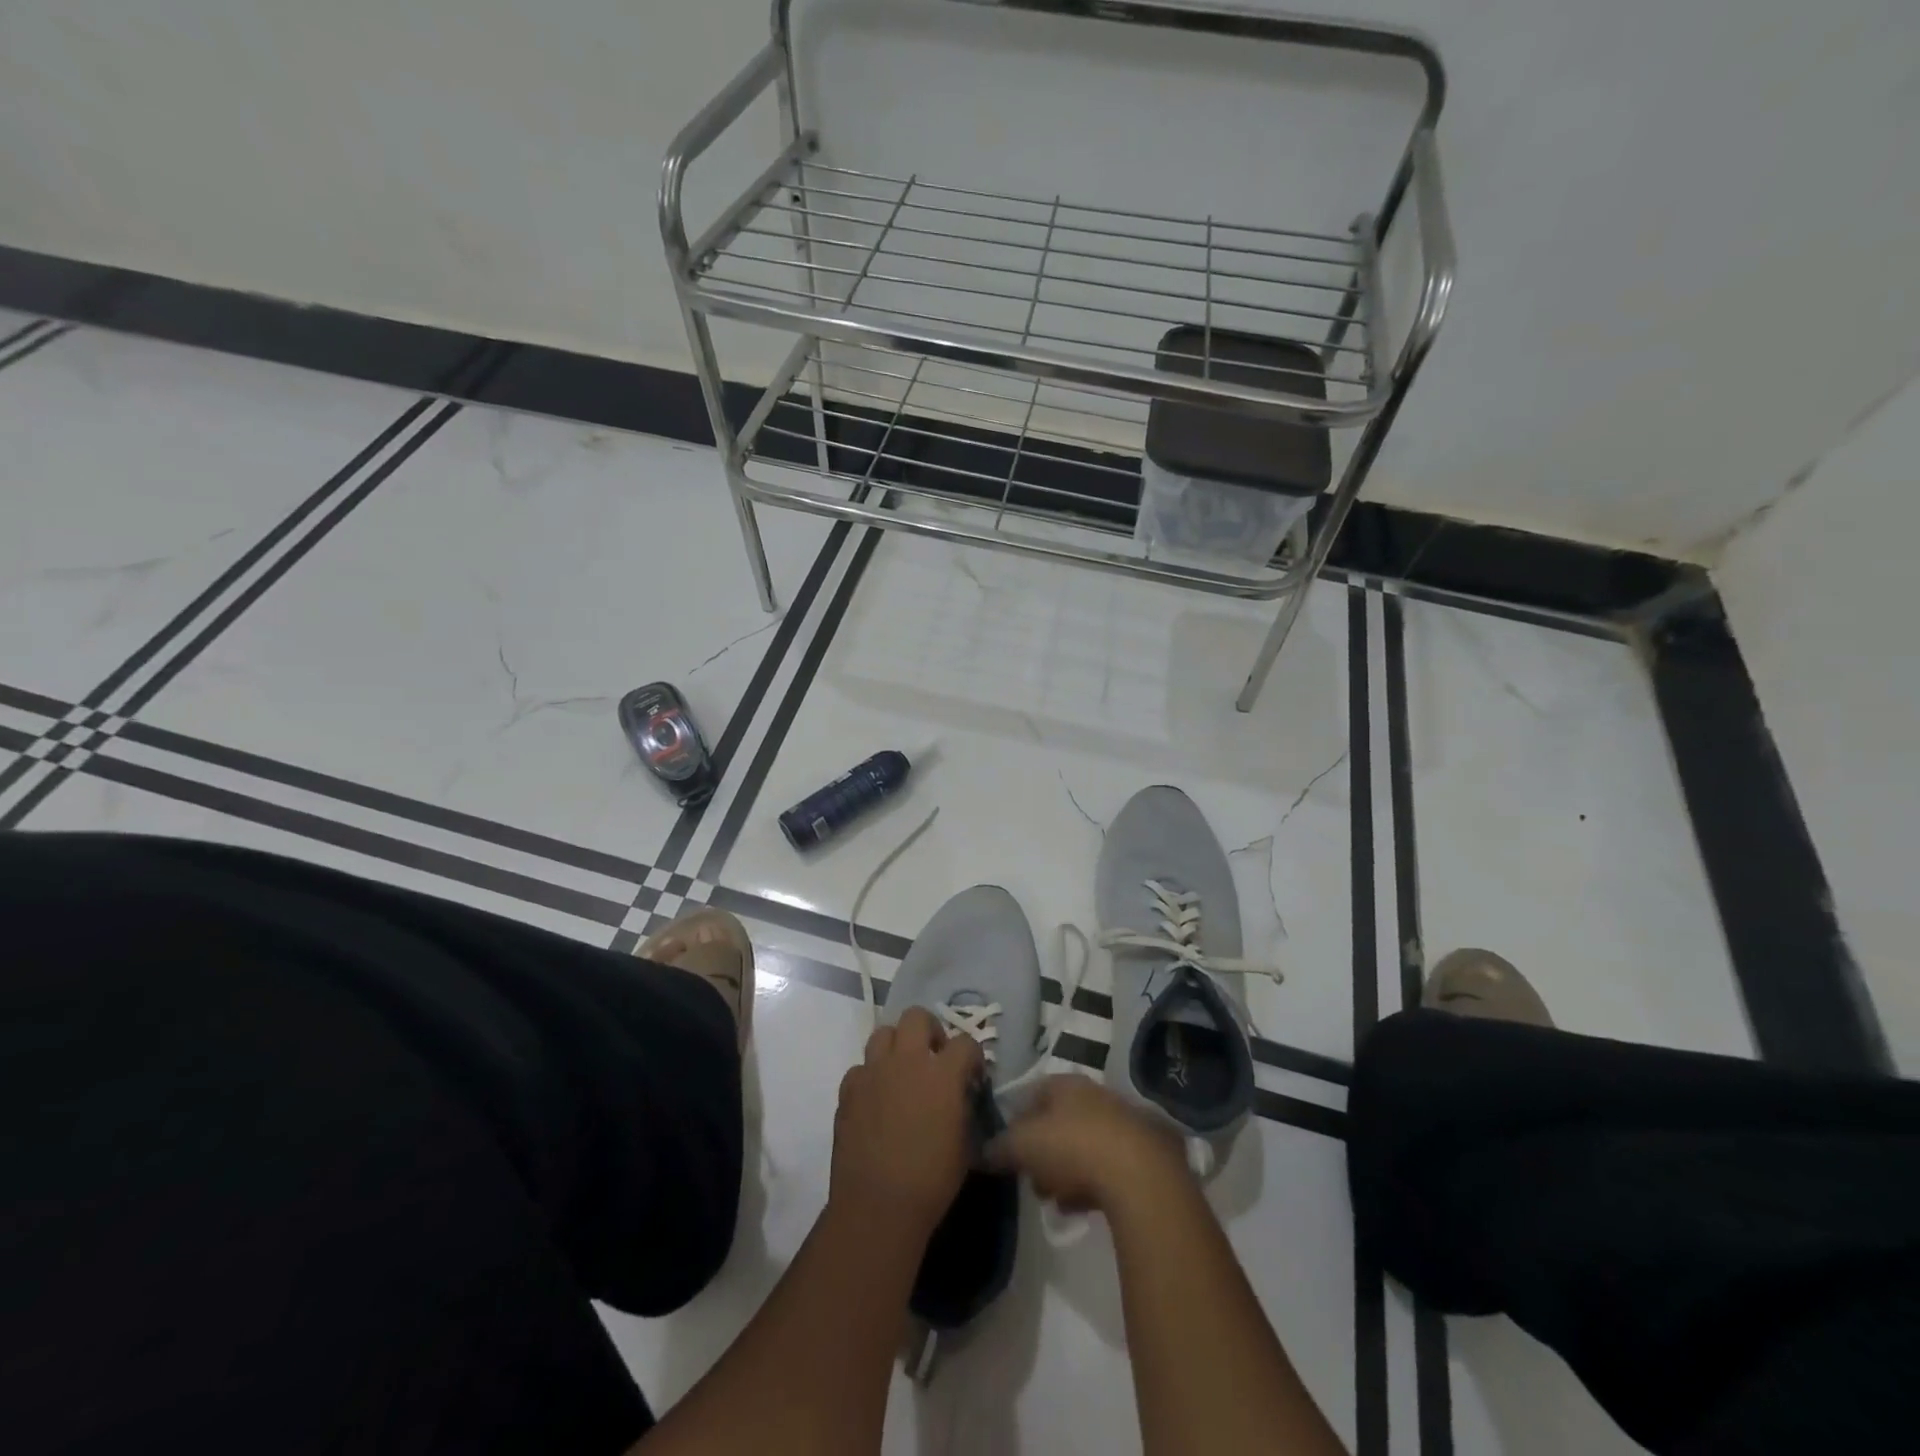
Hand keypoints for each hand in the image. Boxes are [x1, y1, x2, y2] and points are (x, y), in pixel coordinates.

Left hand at [831, 1007, 984, 1240]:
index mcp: (942, 1073)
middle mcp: (906, 1061)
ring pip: (883, 1033)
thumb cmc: (931, 1180)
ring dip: (896, 1046)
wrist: (878, 1205)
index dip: (972, 1056)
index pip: (965, 1042)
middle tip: (933, 1057)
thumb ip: (963, 1107)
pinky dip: (870, 1077)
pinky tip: (876, 1099)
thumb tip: (960, 1094)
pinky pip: (860, 1068)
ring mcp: (873, 1071)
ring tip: (902, 1071)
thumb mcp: (965, 1143)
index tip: (972, 1074)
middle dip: (930, 1030)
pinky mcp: (848, 1089)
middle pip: (917, 1016)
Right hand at [986, 1074, 1187, 1214]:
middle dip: (1042, 1150)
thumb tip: (982, 1150)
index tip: (1006, 1146)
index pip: (1034, 1092)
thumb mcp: (1023, 1145)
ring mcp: (1122, 1125)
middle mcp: (1095, 1096)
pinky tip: (1077, 1208)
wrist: (1140, 1175)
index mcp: (1066, 1084)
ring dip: (1065, 1170)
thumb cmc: (1073, 1146)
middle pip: (1060, 1121)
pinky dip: (1089, 1185)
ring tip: (1051, 1199)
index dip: (1016, 1118)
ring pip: (1084, 1145)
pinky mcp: (1143, 1157)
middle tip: (1029, 1178)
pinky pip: (1107, 1169)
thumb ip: (1000, 1146)